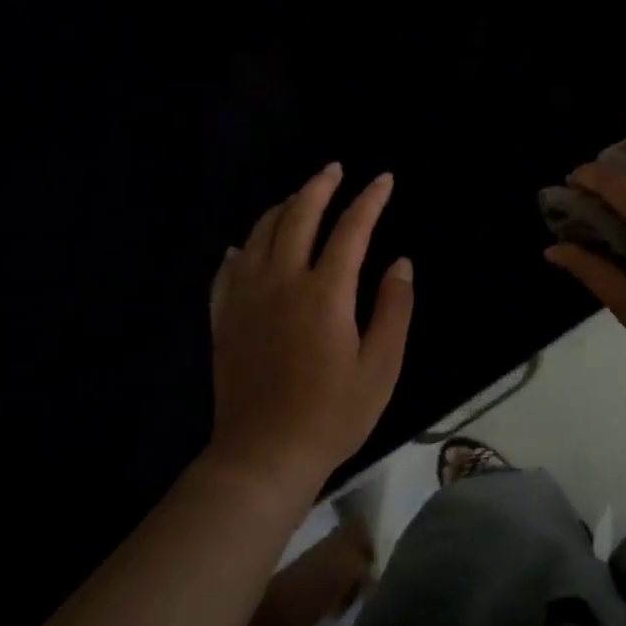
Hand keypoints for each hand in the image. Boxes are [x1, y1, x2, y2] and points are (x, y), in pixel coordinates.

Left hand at [207, 164, 413, 491]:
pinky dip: (242, 249)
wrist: (263, 456)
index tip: (384, 180)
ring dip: (282, 208)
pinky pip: (227, 270)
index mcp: (325, 293)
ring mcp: (247, 299)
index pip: (351, 230)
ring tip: (299, 197)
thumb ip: (394, 308)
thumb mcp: (382, 366)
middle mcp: (282, 283)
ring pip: (260, 235)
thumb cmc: (333, 413)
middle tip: (334, 170)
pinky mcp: (225, 319)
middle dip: (319, 187)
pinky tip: (245, 246)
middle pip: (297, 217)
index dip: (370, 200)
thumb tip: (400, 263)